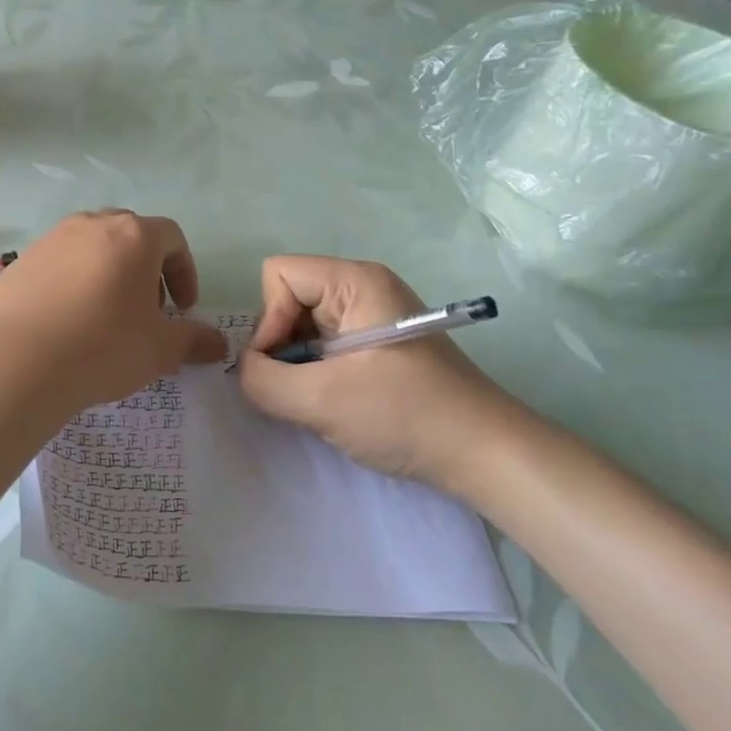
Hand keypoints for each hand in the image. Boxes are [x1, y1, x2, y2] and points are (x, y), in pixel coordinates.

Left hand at [0, 211, 226, 415]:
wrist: (19, 360)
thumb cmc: (103, 347)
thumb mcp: (160, 350)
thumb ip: (194, 340)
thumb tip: (219, 344)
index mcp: (134, 236)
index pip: (172, 238)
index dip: (184, 272)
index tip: (182, 309)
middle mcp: (94, 224)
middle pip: (132, 234)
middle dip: (147, 269)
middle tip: (147, 310)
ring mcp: (54, 238)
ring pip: (94, 245)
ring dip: (110, 271)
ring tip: (106, 314)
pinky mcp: (24, 258)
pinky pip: (61, 261)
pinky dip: (75, 280)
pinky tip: (69, 319)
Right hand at [237, 255, 529, 494]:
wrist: (486, 455)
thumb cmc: (406, 415)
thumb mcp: (321, 400)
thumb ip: (263, 380)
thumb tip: (244, 371)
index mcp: (354, 281)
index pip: (278, 274)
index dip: (269, 319)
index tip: (283, 365)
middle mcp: (361, 287)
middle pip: (288, 297)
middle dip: (282, 344)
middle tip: (301, 388)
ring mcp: (372, 315)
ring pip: (303, 324)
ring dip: (298, 363)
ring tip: (320, 399)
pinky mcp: (378, 343)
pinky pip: (324, 344)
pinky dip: (316, 372)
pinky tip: (336, 401)